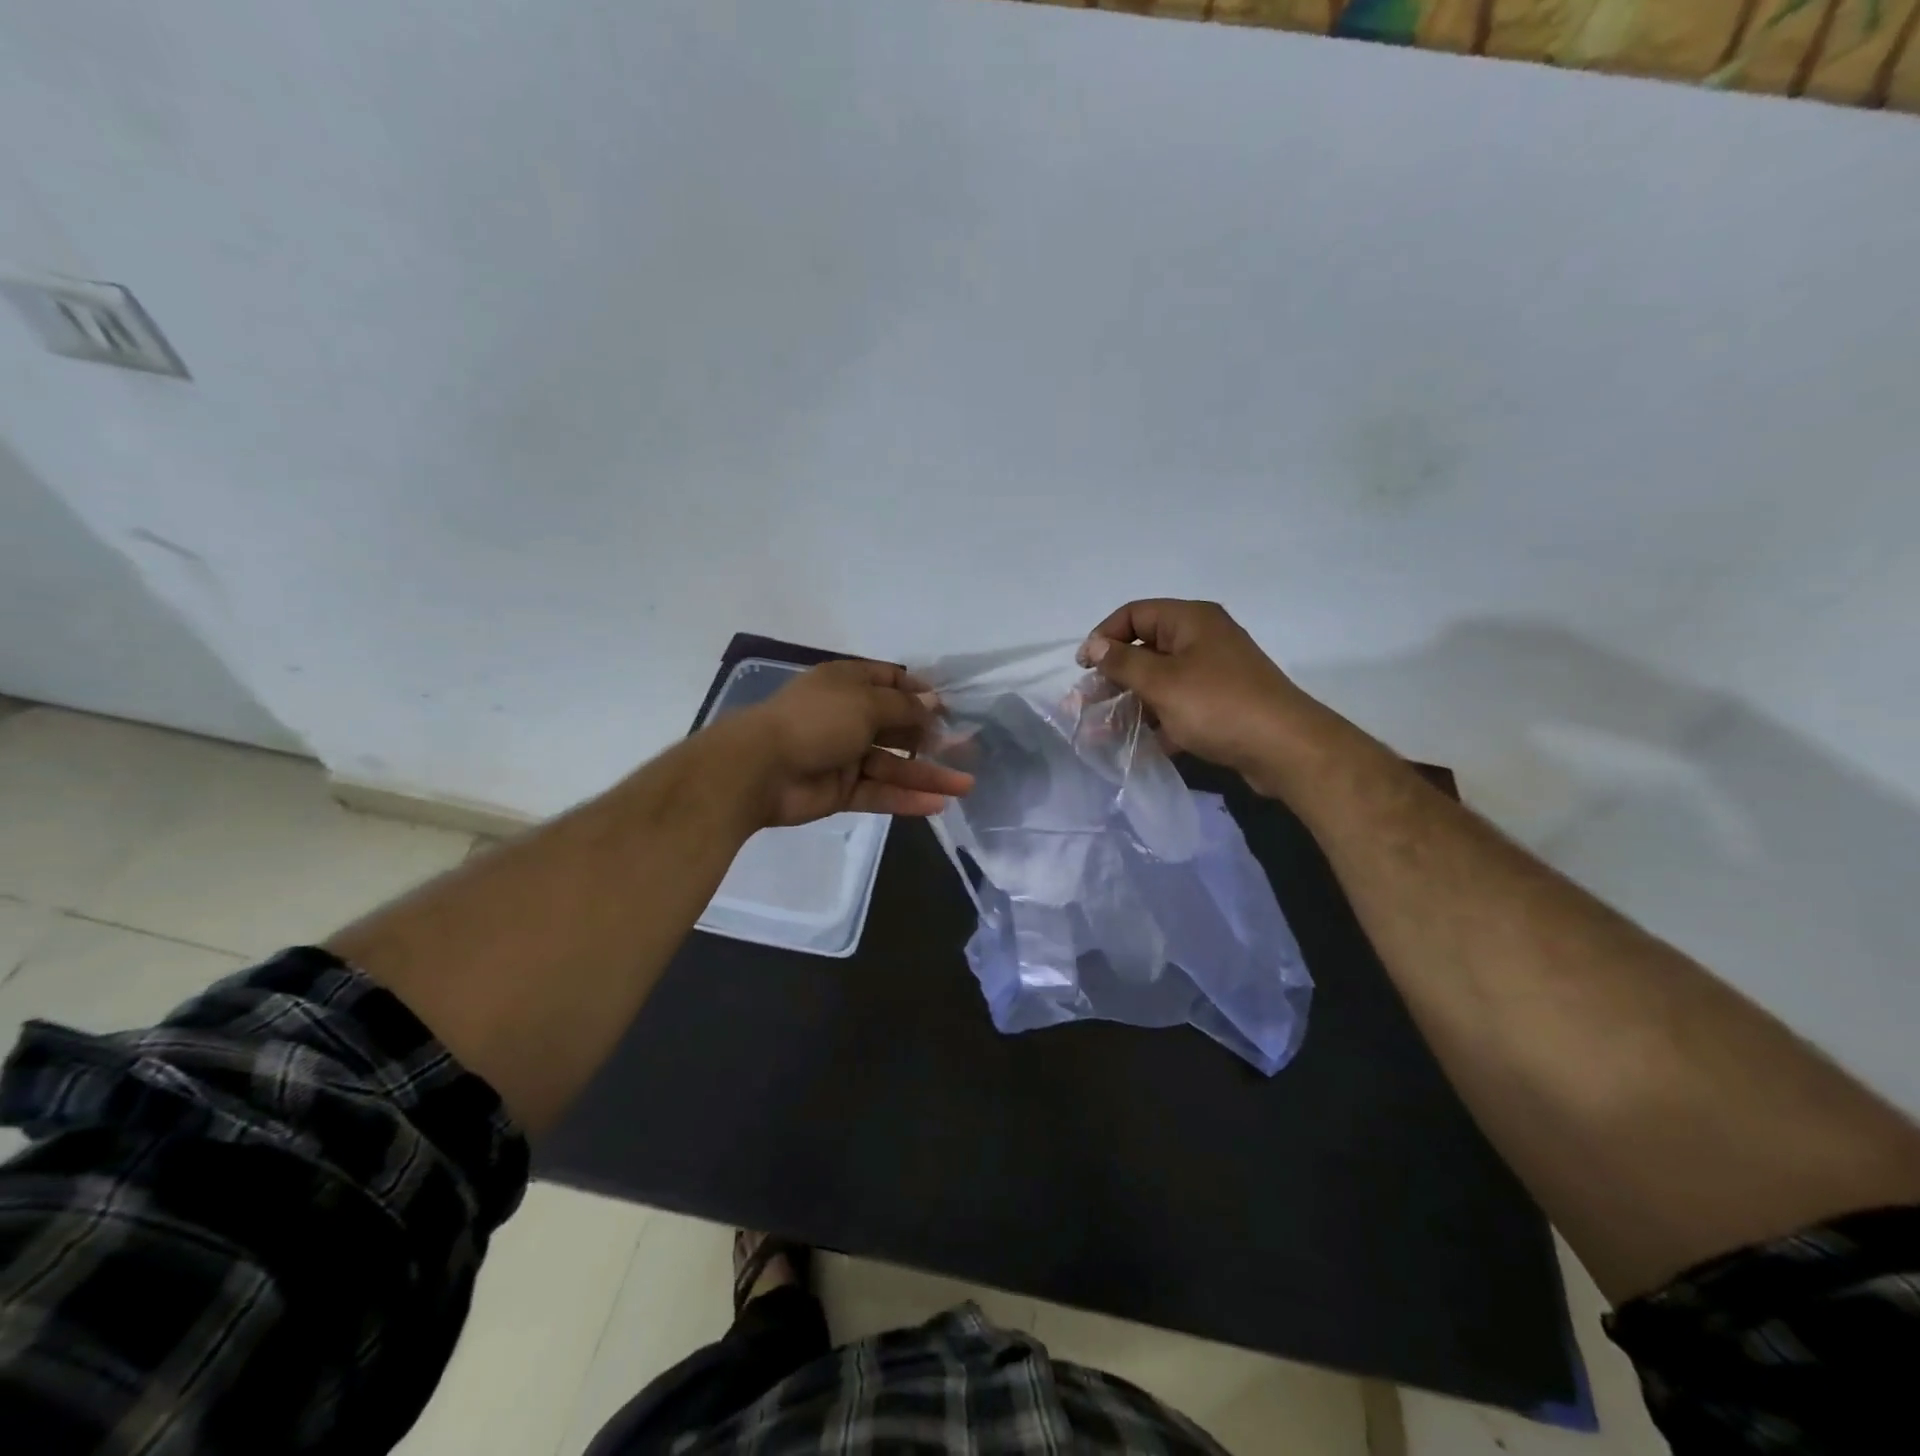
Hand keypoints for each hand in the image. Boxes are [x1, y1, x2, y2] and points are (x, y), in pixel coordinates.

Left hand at [722, 660, 973, 827]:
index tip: (949, 706)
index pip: (889, 681)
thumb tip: (933, 704)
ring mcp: (845, 756)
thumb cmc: (815, 721)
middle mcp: (848, 717)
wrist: (759, 769)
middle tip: (968, 749)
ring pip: (894, 764)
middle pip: (897, 726)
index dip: (919, 692)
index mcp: (847, 684)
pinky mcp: (842, 790)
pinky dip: (907, 798)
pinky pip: (880, 792)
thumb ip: (904, 707)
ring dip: (928, 774)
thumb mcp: (865, 703)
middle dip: (932, 737)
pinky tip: (938, 805)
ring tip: (965, 785)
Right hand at [1077, 600, 1331, 793]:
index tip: (1083, 669)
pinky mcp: (1221, 704)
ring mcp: (1214, 673)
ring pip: (1160, 681)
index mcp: (1191, 621)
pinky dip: (1158, 721)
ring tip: (1106, 732)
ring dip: (1132, 703)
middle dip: (1114, 677)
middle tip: (1090, 705)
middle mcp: (1203, 639)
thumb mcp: (1162, 682)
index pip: (1134, 614)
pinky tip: (1139, 745)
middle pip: (1146, 649)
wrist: (1284, 748)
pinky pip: (1179, 705)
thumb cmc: (1218, 705)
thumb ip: (1122, 663)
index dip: (1104, 637)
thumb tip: (1093, 645)